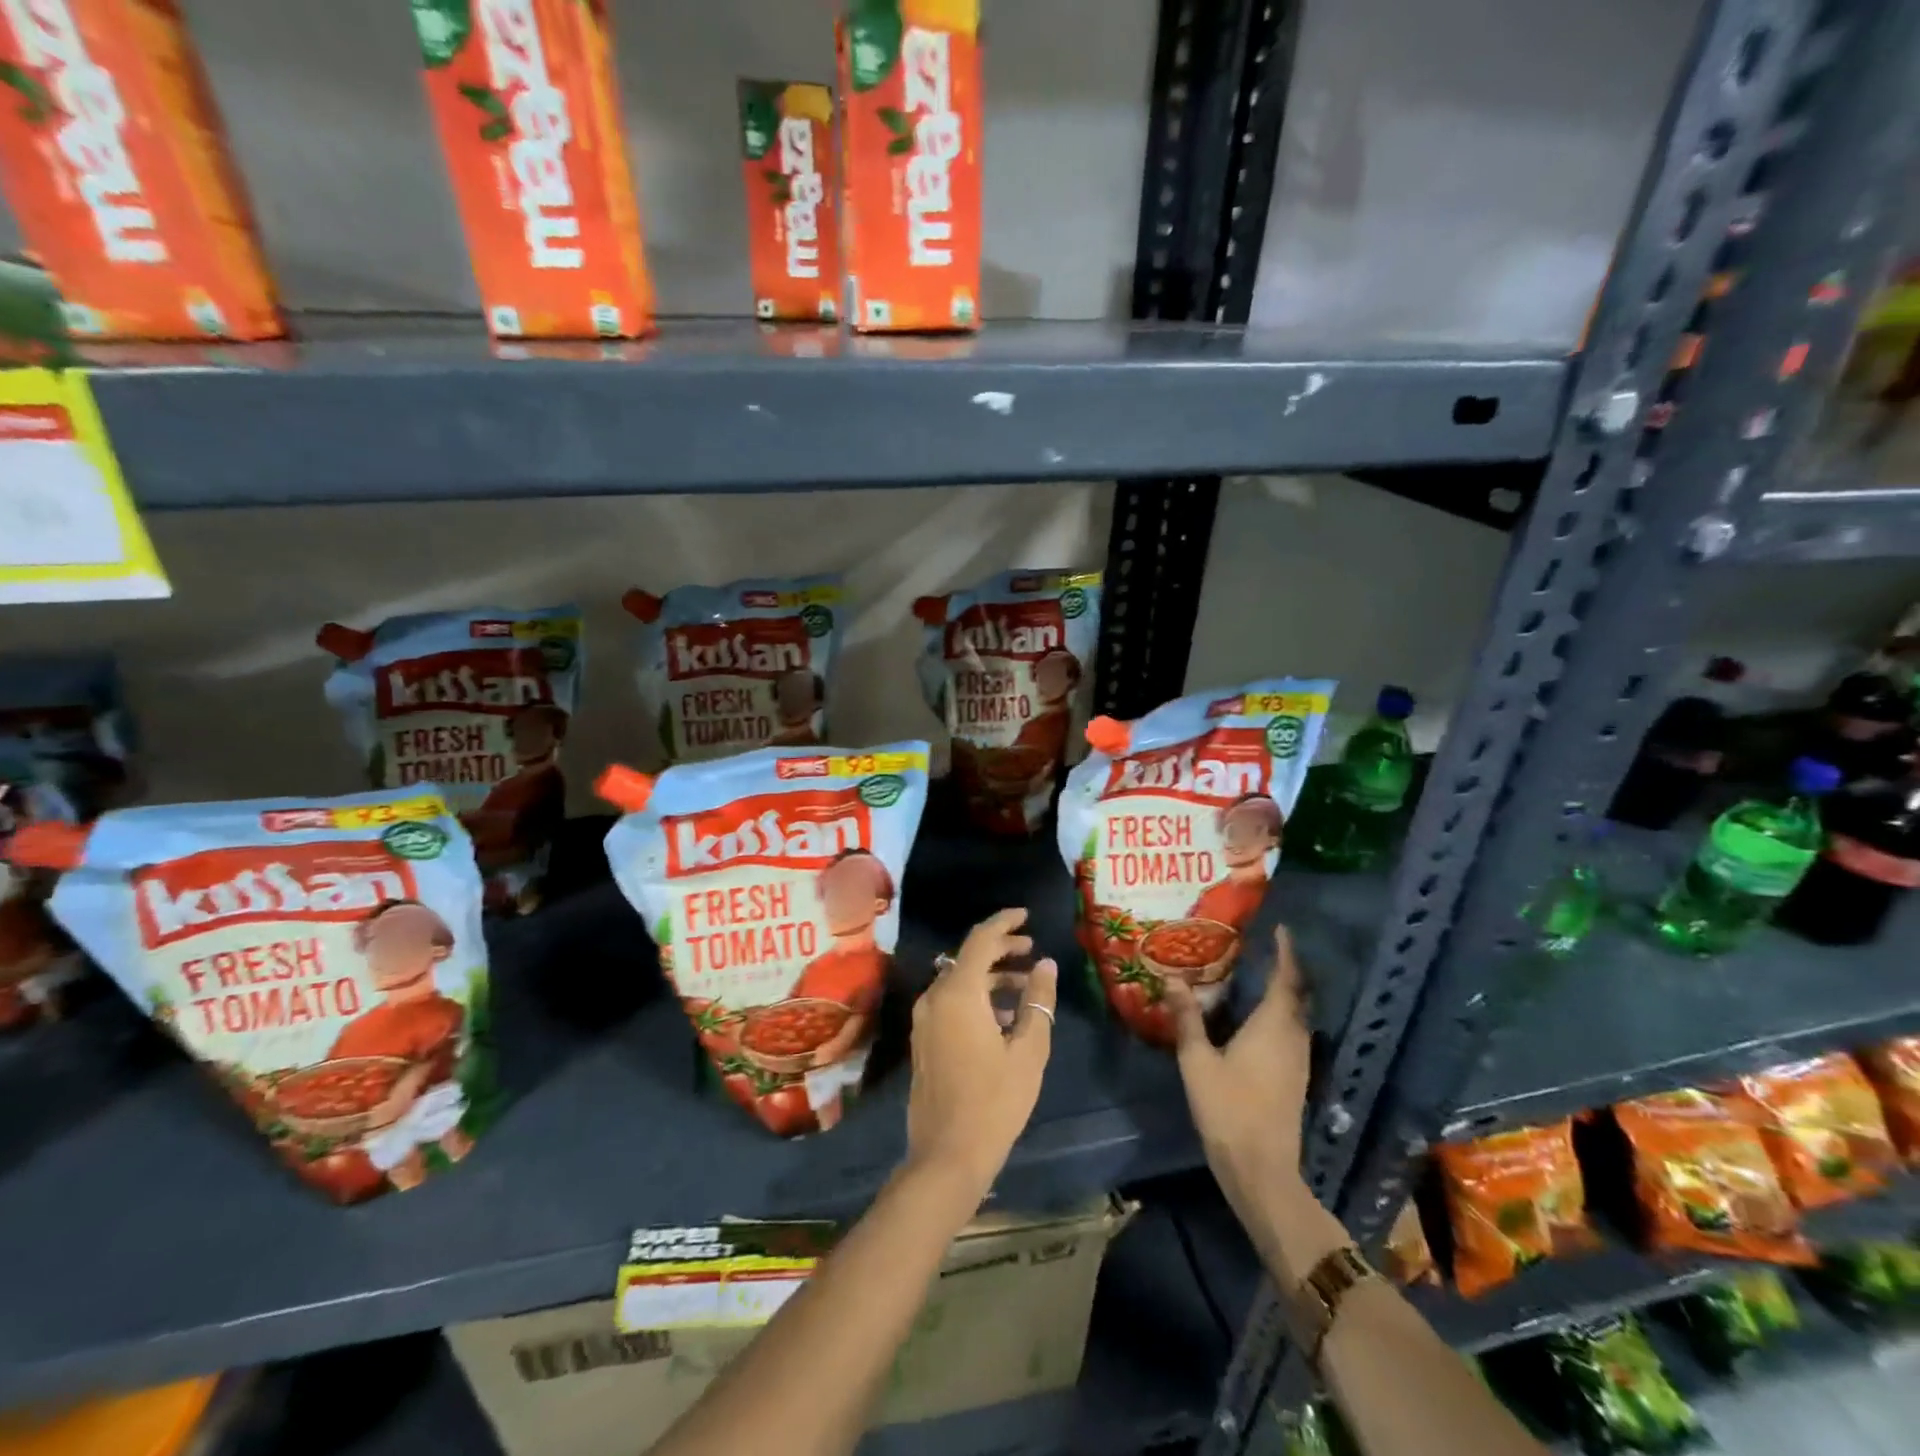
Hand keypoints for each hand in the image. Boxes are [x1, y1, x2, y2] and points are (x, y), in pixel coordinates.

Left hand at [906, 908, 1058, 1198]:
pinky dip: (976, 997)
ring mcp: (925, 1019)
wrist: (947, 1155)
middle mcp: (935, 997)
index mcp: (958, 993)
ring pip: (959, 980)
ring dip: (990, 976)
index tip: (1026, 915)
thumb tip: (1046, 965)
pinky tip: (1002, 1017)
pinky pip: (950, 1002)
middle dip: (1001, 949)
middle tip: (1031, 950)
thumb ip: (1037, 1001)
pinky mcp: (923, 1039)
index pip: (981, 940)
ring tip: (1025, 986)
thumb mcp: (1028, 1050)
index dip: (1004, 923)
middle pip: (968, 957)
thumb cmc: (995, 1101)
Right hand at [1165, 924, 1310, 1217]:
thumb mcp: (1197, 1060)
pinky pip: (1293, 1033)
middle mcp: (1293, 1038)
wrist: (1261, 1169)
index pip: (1286, 979)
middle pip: (1296, 996)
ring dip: (1284, 994)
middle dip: (1285, 970)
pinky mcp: (1296, 1079)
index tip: (1281, 929)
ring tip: (1259, 977)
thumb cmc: (1228, 1108)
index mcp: (1273, 1027)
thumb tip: (1172, 978)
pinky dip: (1281, 1016)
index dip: (1286, 953)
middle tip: (1264, 949)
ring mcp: (1299, 1061)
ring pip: (1296, 1016)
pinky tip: (1258, 1020)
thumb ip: (1187, 1018)